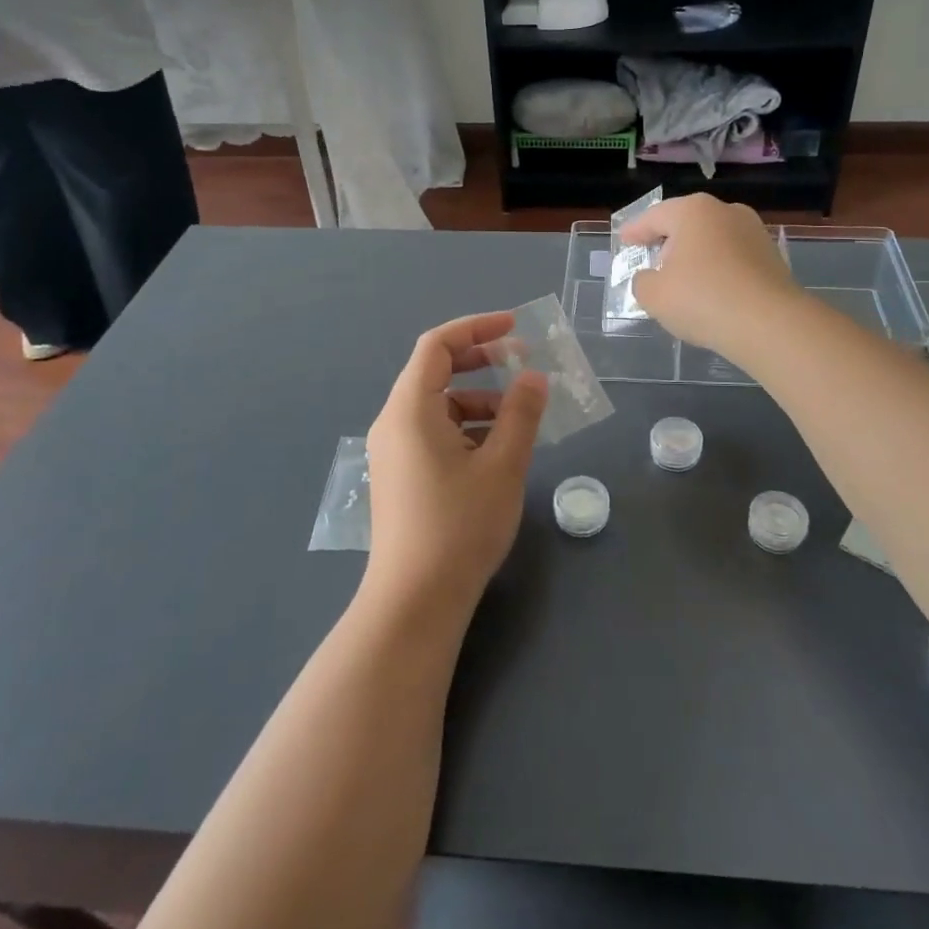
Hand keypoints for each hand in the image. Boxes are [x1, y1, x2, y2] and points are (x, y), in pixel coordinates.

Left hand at [364, 313, 547, 608]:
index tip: (516, 328)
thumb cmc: (460, 526)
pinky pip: (434, 433)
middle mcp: (394, 422)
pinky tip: (497, 449)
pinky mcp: (401, 476)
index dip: (476, 328)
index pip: (437, 345)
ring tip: (519, 417)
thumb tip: (534, 377)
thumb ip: (521, 414)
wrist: (415, 601)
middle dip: (480, 362)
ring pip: (438, 406)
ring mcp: (394, 451)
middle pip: (435, 372)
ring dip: (479, 400)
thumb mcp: (502, 465)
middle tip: (522, 364)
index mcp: (410, 409)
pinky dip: (466, 428)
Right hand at [623, 195, 802, 361]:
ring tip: (683, 281)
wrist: (769, 324)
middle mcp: (726, 212)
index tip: (624, 240)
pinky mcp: (772, 257)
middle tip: (652, 260)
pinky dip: (718, 270)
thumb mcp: (654, 295)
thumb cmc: (702, 299)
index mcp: (693, 211)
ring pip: (713, 240)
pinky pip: (733, 258)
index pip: (654, 217)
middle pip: (687, 223)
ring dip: (696, 256)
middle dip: (668, 241)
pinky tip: (711, 292)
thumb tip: (651, 278)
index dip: (635, 230)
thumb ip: (642, 282)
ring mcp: (754, 232)